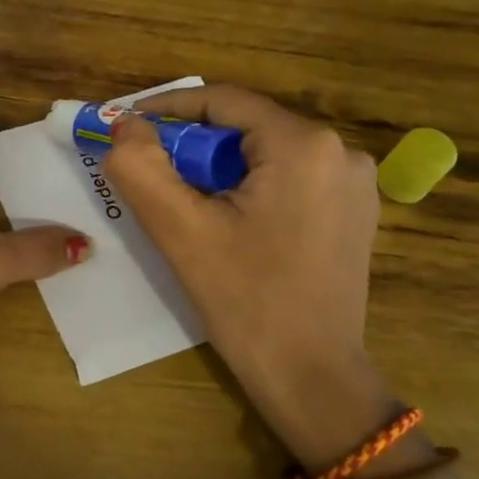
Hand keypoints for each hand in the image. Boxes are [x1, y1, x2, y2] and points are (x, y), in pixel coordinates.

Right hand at [105, 86, 395, 465]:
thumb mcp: (180, 231)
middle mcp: (342, 151)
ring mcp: (355, 183)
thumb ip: (141, 167)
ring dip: (218, 168)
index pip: (223, 101)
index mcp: (304, 145)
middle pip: (245, 128)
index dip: (167, 109)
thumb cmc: (246, 302)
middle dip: (192, 145)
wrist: (312, 377)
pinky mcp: (354, 212)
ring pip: (265, 154)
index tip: (125, 126)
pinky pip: (288, 179)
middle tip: (150, 172)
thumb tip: (123, 124)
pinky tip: (226, 221)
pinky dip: (249, 187)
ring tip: (183, 202)